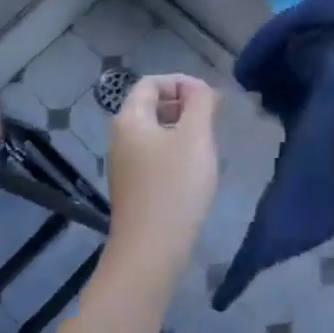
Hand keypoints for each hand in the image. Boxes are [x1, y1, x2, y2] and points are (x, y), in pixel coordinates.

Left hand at [103, 74, 219, 282]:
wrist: (150, 250)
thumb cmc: (175, 186)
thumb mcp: (195, 136)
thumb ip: (200, 103)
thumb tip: (199, 89)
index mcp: (130, 119)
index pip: (152, 83)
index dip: (182, 82)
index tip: (209, 97)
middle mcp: (120, 137)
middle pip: (151, 106)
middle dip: (184, 105)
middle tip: (213, 119)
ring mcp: (124, 165)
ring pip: (154, 132)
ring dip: (182, 129)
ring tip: (207, 144)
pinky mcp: (132, 188)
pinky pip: (153, 156)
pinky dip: (174, 152)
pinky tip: (193, 171)